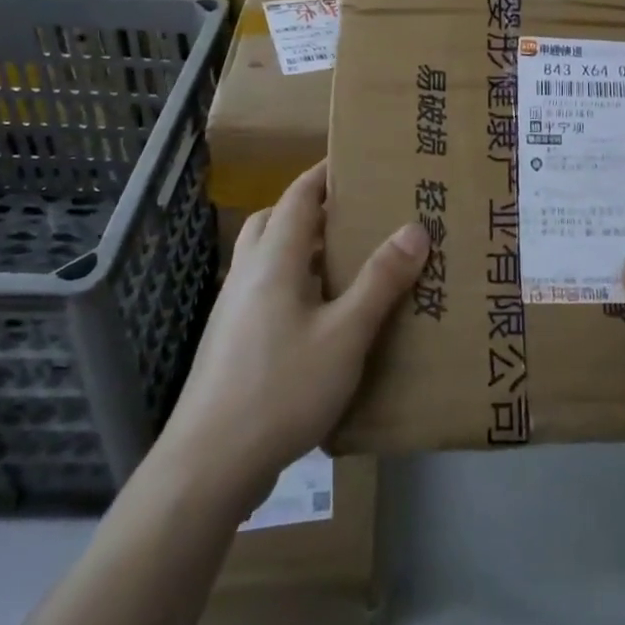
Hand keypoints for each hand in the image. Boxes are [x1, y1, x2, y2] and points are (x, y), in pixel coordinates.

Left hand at [153, 162, 427, 515]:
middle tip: (356, 212)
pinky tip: (323, 315)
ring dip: (304, 247)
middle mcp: (249, 273)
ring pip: (270, 257)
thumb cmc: (282, 388)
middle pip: (278, 220)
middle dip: (314, 208)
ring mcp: (235, 308)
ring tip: (348, 260)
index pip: (300, 195)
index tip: (358, 160)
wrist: (208, 465)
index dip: (326, 173)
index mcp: (275, 259)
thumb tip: (415, 228)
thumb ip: (381, 281)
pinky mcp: (232, 341)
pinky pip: (267, 290)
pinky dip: (295, 282)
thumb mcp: (345, 335)